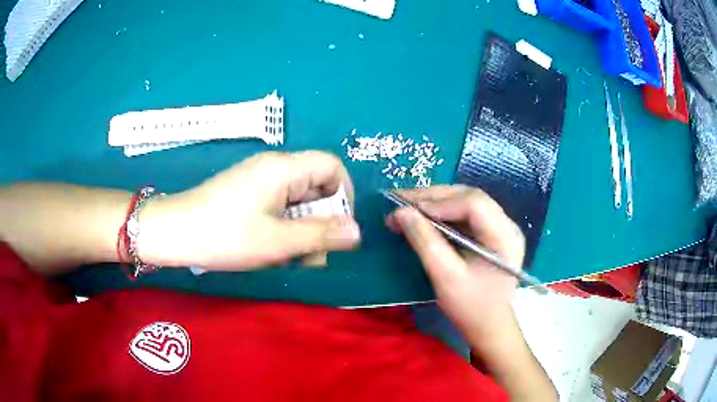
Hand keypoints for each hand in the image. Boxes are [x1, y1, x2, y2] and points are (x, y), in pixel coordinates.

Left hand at [139, 151, 360, 269]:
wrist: (174, 232)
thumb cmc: (225, 235)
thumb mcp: (278, 241)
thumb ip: (321, 235)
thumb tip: (357, 232)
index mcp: (284, 168)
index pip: (333, 166)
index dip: (344, 195)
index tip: (339, 228)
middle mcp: (274, 166)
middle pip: (316, 184)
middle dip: (322, 220)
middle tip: (313, 255)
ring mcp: (259, 178)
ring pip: (298, 198)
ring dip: (303, 227)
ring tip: (292, 257)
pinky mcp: (248, 191)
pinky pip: (280, 203)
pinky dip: (285, 225)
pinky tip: (274, 247)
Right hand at [387, 186, 524, 337]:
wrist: (489, 325)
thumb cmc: (471, 307)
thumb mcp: (446, 278)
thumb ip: (425, 242)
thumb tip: (401, 212)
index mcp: (505, 236)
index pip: (474, 203)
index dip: (440, 203)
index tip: (407, 211)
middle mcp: (506, 224)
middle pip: (468, 196)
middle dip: (432, 197)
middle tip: (399, 201)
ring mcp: (499, 226)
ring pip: (464, 200)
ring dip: (433, 201)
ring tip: (405, 206)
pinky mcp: (489, 232)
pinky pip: (463, 212)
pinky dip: (440, 212)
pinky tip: (421, 215)